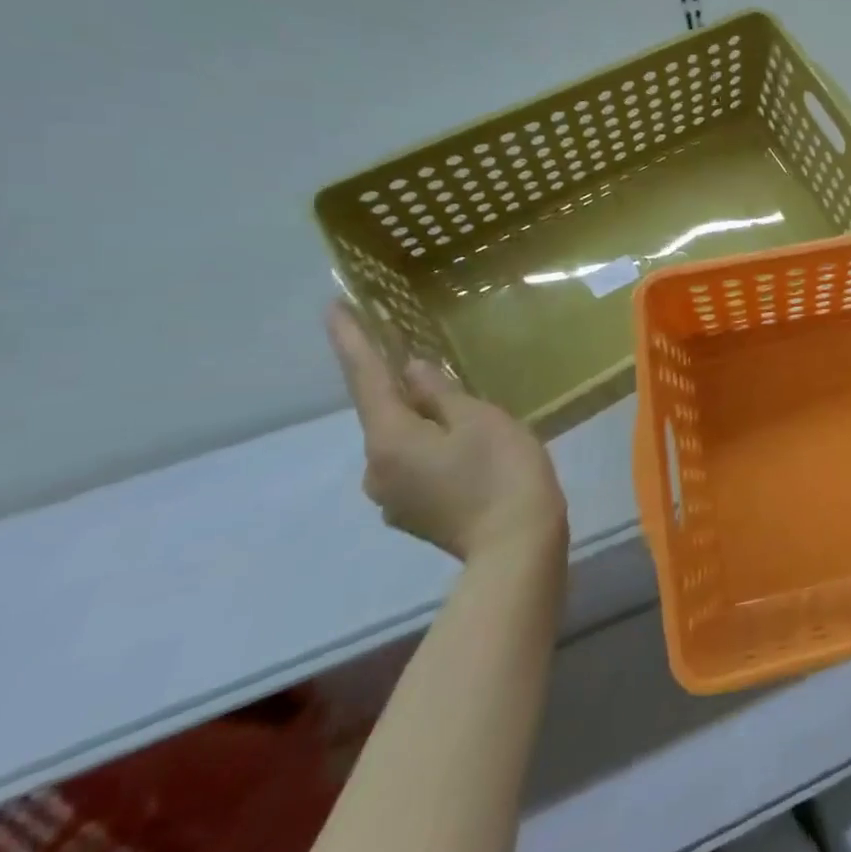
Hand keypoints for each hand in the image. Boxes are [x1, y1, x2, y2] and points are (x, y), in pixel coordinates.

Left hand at [327, 302, 567, 564]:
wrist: (517, 545)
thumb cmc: (502, 472)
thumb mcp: (480, 419)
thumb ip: (441, 393)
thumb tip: (411, 370)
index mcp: (389, 440)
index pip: (366, 379)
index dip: (352, 341)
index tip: (333, 306)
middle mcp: (376, 469)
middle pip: (385, 414)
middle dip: (400, 387)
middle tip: (424, 360)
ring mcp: (393, 497)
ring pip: (403, 442)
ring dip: (422, 420)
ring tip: (463, 411)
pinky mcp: (415, 513)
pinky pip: (416, 465)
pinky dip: (433, 446)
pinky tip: (467, 448)